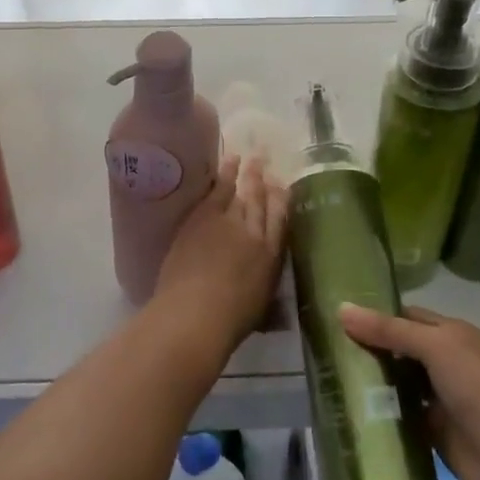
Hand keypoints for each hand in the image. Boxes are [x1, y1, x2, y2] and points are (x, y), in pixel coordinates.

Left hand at [155, 155, 286, 343]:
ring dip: (247, 173)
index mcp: (272, 258)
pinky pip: (218, 189)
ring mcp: (230, 221)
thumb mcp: (258, 310)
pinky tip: (229, 162)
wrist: (196, 313)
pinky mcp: (205, 217)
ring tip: (250, 157)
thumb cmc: (229, 323)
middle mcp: (256, 234)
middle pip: (262, 202)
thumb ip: (267, 300)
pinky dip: (225, 174)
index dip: (282, 202)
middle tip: (266, 161)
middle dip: (265, 181)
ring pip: (242, 191)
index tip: (283, 186)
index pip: (282, 222)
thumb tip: (275, 305)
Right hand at [338, 304, 479, 479]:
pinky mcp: (432, 430)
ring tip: (329, 376)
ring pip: (397, 381)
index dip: (375, 315)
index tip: (337, 316)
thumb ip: (388, 330)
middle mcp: (445, 361)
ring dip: (371, 380)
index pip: (406, 316)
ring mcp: (439, 397)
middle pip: (399, 349)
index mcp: (451, 333)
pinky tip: (349, 409)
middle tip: (325, 347)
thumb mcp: (434, 347)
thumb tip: (341, 309)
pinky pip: (399, 414)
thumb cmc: (476, 389)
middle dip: (368, 348)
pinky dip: (379, 411)